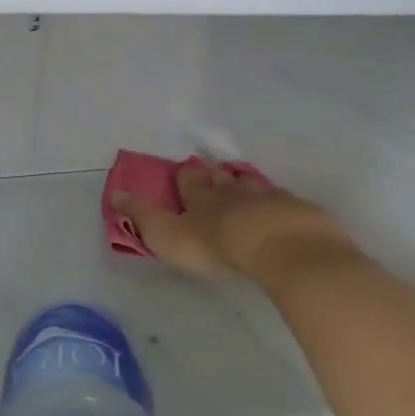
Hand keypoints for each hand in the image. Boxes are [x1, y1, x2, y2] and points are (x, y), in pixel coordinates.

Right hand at [112, 162, 352, 282]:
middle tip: (213, 172)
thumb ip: (143, 217)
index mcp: (202, 199)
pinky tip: (282, 208)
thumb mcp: (168, 235)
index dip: (185, 177)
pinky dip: (280, 203)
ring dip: (246, 184)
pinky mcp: (298, 212)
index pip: (190, 182)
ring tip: (243, 182)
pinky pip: (285, 203)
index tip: (183, 169)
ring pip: (254, 186)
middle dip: (216, 176)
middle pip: (223, 179)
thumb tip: (116, 194)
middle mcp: (234, 192)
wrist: (280, 246)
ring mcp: (269, 199)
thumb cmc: (217, 244)